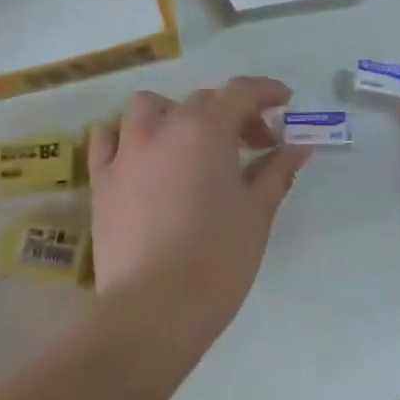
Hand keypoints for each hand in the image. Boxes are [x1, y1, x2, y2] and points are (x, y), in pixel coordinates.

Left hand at [88, 77, 309, 353]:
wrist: (154, 308)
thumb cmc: (218, 258)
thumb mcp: (257, 212)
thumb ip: (276, 171)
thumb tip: (298, 146)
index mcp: (205, 130)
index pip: (239, 92)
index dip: (266, 91)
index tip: (285, 102)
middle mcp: (162, 129)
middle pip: (201, 102)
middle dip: (232, 114)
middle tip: (254, 146)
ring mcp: (125, 154)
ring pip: (147, 109)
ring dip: (174, 115)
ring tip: (191, 144)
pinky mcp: (101, 183)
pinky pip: (107, 141)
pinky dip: (126, 138)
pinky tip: (141, 158)